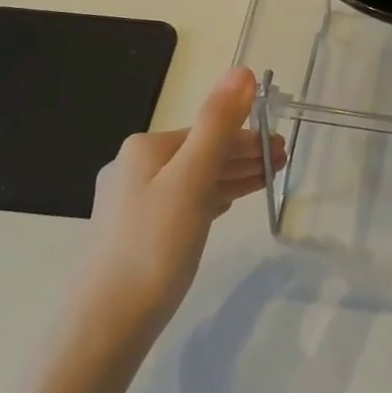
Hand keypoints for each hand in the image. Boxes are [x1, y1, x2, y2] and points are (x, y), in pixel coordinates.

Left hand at [80, 66, 283, 336]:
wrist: (107, 323)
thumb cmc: (155, 245)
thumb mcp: (193, 178)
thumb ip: (218, 123)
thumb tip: (241, 69)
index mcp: (145, 148)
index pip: (209, 131)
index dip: (249, 137)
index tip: (284, 149)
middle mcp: (134, 167)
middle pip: (201, 152)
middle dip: (243, 154)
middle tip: (284, 162)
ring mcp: (132, 201)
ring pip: (193, 178)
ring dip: (232, 175)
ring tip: (268, 179)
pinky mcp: (135, 232)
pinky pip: (183, 202)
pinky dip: (211, 196)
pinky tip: (226, 202)